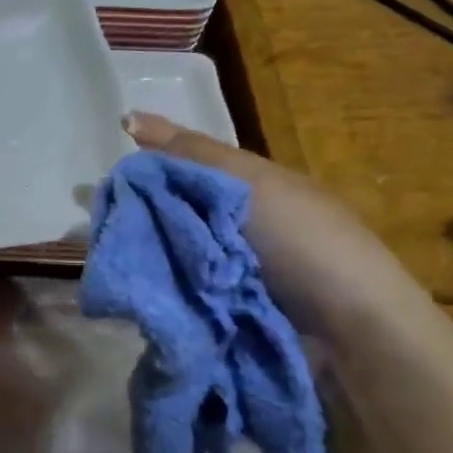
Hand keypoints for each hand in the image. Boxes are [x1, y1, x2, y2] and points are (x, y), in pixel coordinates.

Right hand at [124, 112, 434, 345]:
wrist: (349, 336)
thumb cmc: (303, 243)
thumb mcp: (246, 182)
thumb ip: (189, 152)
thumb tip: (128, 116)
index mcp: (253, 189)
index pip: (186, 168)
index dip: (149, 168)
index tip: (108, 179)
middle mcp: (241, 228)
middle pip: (175, 213)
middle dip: (142, 218)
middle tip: (103, 223)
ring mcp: (231, 275)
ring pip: (171, 256)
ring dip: (147, 258)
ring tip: (111, 259)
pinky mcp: (221, 316)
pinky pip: (178, 295)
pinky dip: (160, 292)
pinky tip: (134, 290)